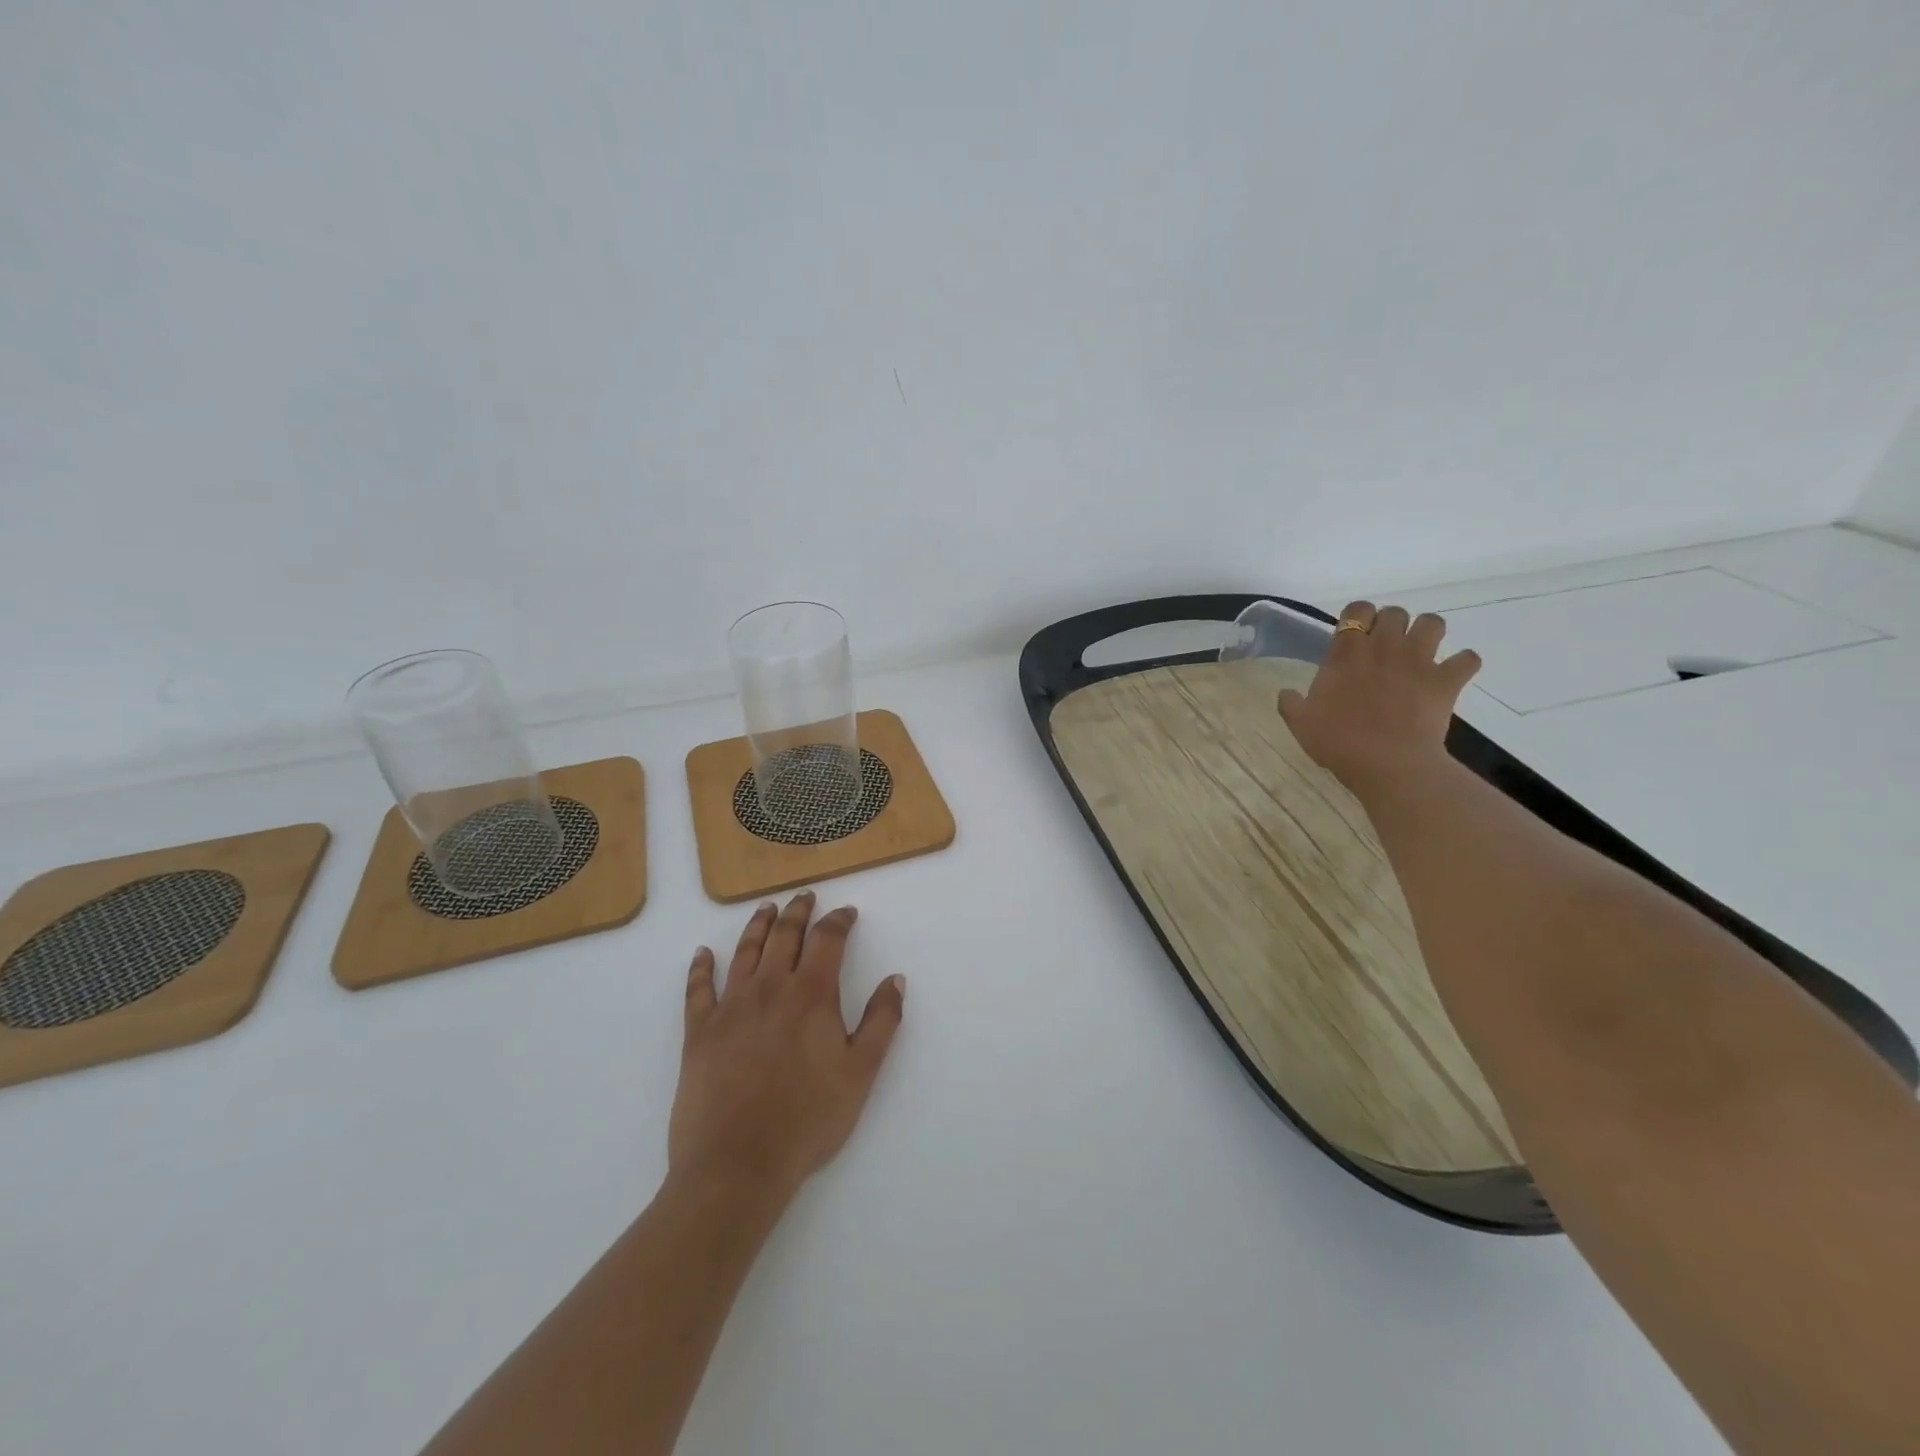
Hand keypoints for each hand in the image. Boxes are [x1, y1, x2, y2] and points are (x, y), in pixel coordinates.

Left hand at [668, 892, 905, 1208]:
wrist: (738, 1164)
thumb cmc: (808, 1119)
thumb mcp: (861, 1073)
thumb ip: (882, 1021)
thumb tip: (895, 979)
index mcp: (811, 994)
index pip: (827, 940)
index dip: (838, 920)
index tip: (846, 912)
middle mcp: (770, 987)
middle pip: (785, 935)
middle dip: (798, 912)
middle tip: (804, 896)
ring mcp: (730, 1007)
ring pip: (745, 951)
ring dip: (757, 925)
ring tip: (766, 908)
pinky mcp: (699, 1031)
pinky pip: (698, 989)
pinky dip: (700, 968)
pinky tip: (701, 954)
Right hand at [1277, 600, 1481, 792]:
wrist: (1387, 763)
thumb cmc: (1338, 741)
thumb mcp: (1301, 723)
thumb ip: (1291, 703)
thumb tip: (1286, 693)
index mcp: (1347, 652)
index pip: (1357, 609)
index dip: (1357, 616)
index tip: (1353, 634)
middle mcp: (1385, 647)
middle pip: (1395, 612)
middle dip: (1391, 623)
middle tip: (1384, 647)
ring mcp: (1420, 661)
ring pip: (1433, 623)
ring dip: (1427, 633)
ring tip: (1419, 652)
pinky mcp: (1446, 681)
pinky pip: (1468, 659)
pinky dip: (1462, 664)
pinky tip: (1451, 675)